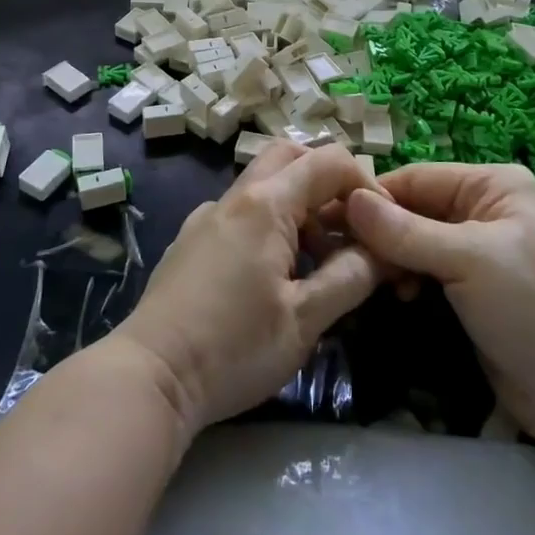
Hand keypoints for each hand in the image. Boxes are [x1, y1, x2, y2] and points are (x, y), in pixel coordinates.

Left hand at [113, 143, 381, 436]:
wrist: (150, 376)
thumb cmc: (233, 348)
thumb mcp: (304, 320)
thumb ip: (350, 277)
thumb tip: (382, 252)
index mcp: (265, 205)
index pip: (327, 161)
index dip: (365, 182)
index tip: (383, 224)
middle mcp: (233, 198)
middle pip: (290, 158)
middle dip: (328, 183)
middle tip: (351, 230)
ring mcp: (206, 217)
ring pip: (263, 185)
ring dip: (300, 206)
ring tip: (320, 263)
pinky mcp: (191, 240)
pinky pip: (241, 212)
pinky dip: (271, 223)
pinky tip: (276, 275)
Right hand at [345, 163, 534, 441]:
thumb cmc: (533, 309)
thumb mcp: (469, 260)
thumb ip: (405, 231)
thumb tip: (347, 200)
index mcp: (491, 185)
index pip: (416, 177)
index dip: (374, 196)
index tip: (328, 217)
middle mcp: (481, 208)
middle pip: (412, 208)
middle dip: (380, 231)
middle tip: (342, 254)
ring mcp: (474, 250)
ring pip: (412, 240)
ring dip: (390, 258)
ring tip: (371, 279)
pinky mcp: (467, 287)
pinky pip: (422, 268)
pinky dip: (404, 278)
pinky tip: (396, 294)